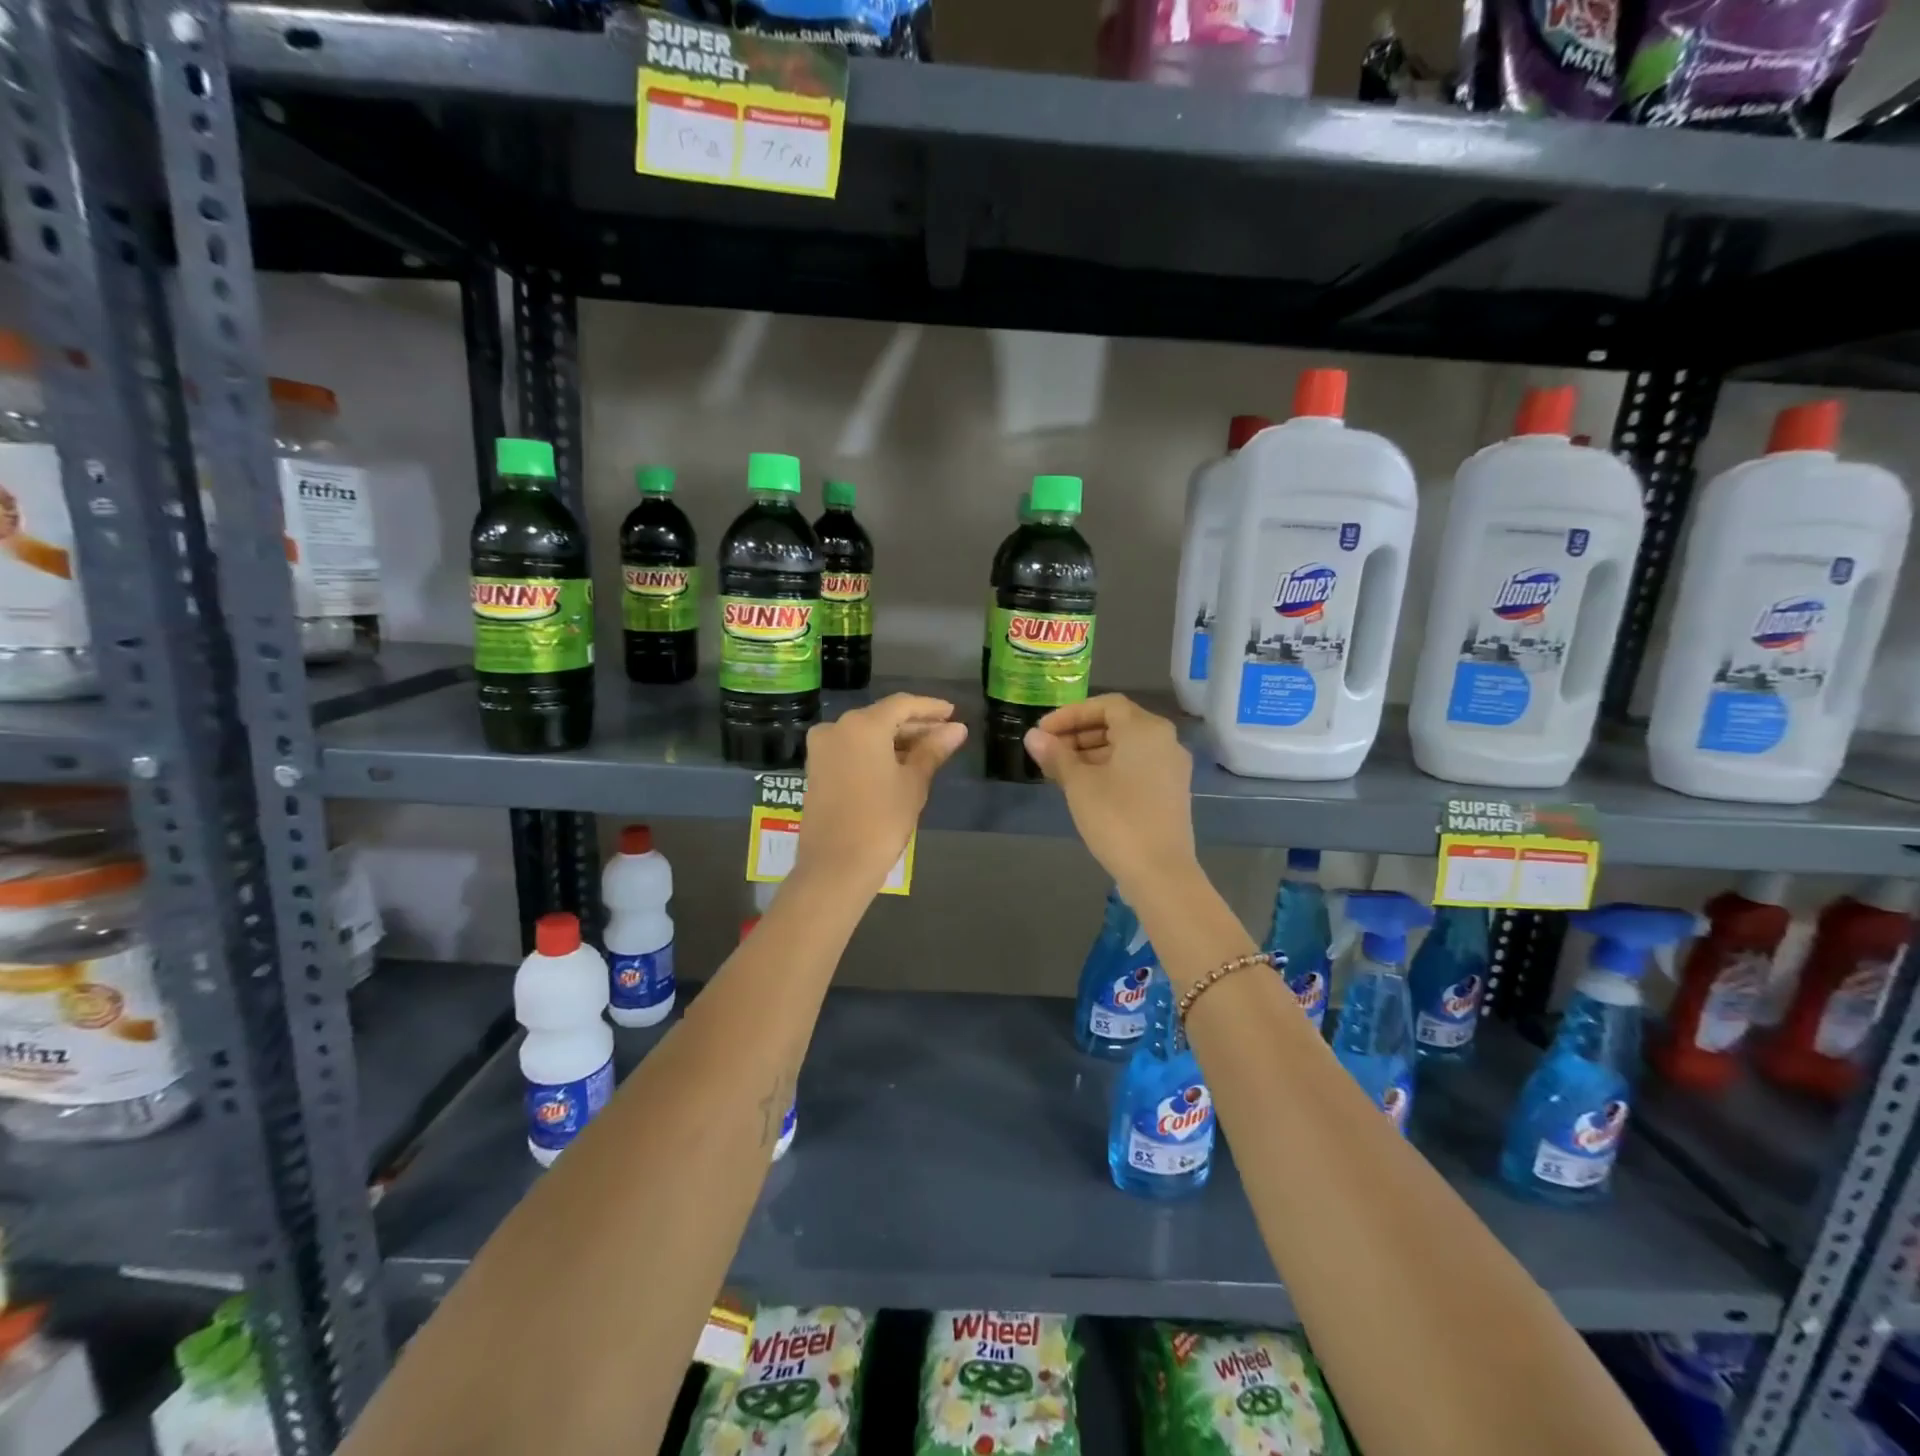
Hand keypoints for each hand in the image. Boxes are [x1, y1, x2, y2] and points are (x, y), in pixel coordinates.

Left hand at [791, 694, 966, 894]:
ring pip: (866, 733)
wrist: (836, 866)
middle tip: (946, 734)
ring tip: (928, 751)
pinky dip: (876, 751)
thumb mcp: (913, 783)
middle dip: (915, 725)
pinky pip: (852, 748)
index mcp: (863, 725)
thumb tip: (958, 729)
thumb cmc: (881, 821)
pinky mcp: (816, 768)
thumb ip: (933, 750)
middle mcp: (837, 727)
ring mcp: (822, 748)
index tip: (953, 713)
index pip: (902, 704)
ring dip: (896, 739)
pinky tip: (900, 763)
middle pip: (883, 717)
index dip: (930, 708)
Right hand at [1024, 695, 1196, 898]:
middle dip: (1079, 734)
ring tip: (1060, 771)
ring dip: (1092, 752)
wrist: (1160, 871)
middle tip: (1048, 751)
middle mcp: (1165, 741)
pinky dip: (1110, 768)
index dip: (1070, 715)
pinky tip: (1086, 787)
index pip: (1105, 706)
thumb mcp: (1079, 784)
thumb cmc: (1117, 818)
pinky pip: (1137, 766)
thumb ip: (1056, 755)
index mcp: (1145, 729)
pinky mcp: (1172, 791)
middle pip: (1118, 724)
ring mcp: (1172, 767)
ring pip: (1127, 747)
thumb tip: (1033, 736)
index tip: (1043, 732)